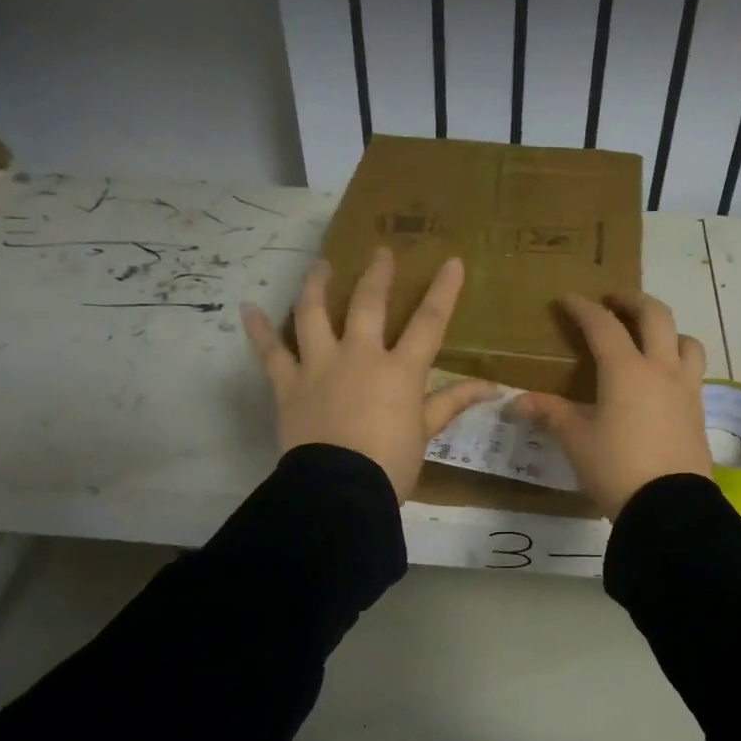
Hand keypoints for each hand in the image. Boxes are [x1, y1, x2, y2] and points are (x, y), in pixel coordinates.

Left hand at [243, 247, 496, 501]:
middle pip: (368, 304)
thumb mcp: (426, 433)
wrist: (339, 489)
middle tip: (380, 251)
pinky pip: (270, 352)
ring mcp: (320, 366)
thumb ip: (452, 402)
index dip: (443, 291)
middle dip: (377, 274)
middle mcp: (359, 356)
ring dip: (316, 284)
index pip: (428, 323)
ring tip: (320, 265)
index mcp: (399, 370)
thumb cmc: (391, 465)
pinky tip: (247, 308)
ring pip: (313, 313)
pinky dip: (258, 330)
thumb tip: (492, 387)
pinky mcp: (289, 384)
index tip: (452, 261)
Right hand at [513, 291, 712, 518]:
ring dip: (666, 329)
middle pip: (655, 315)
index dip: (583, 308)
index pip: (603, 325)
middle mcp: (661, 369)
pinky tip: (662, 379)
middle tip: (613, 300)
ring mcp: (686, 388)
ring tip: (649, 337)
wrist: (668, 506)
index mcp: (626, 370)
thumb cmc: (615, 468)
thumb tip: (517, 401)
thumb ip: (551, 413)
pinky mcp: (699, 410)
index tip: (568, 299)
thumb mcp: (576, 440)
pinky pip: (693, 370)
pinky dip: (678, 359)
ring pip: (685, 340)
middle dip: (632, 300)